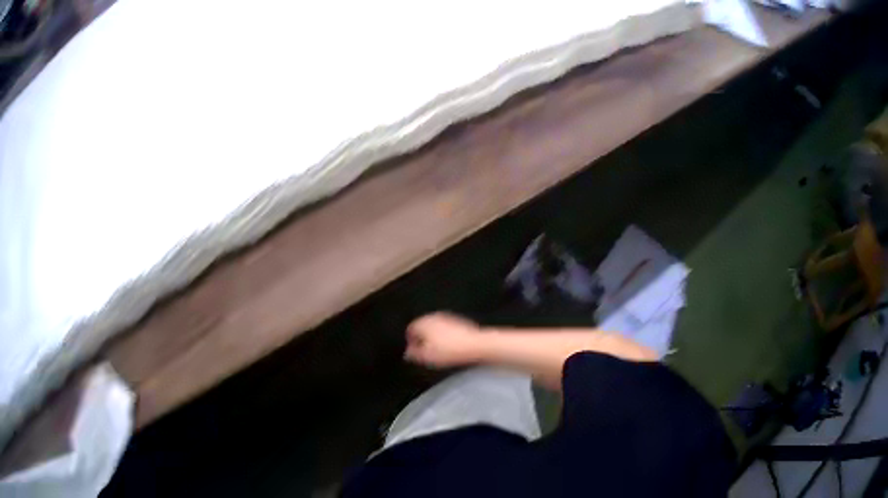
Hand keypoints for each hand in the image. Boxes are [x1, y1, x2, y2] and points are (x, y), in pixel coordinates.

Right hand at [404, 312, 483, 367]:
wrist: (475, 344)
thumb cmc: (449, 350)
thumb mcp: (427, 356)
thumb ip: (414, 354)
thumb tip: (408, 353)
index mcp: (423, 322)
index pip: (410, 329)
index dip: (410, 341)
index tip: (413, 351)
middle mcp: (433, 316)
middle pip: (422, 326)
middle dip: (421, 338)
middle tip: (423, 351)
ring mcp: (446, 317)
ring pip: (434, 327)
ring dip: (432, 337)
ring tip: (436, 350)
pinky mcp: (457, 321)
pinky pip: (445, 328)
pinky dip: (443, 336)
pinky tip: (448, 346)